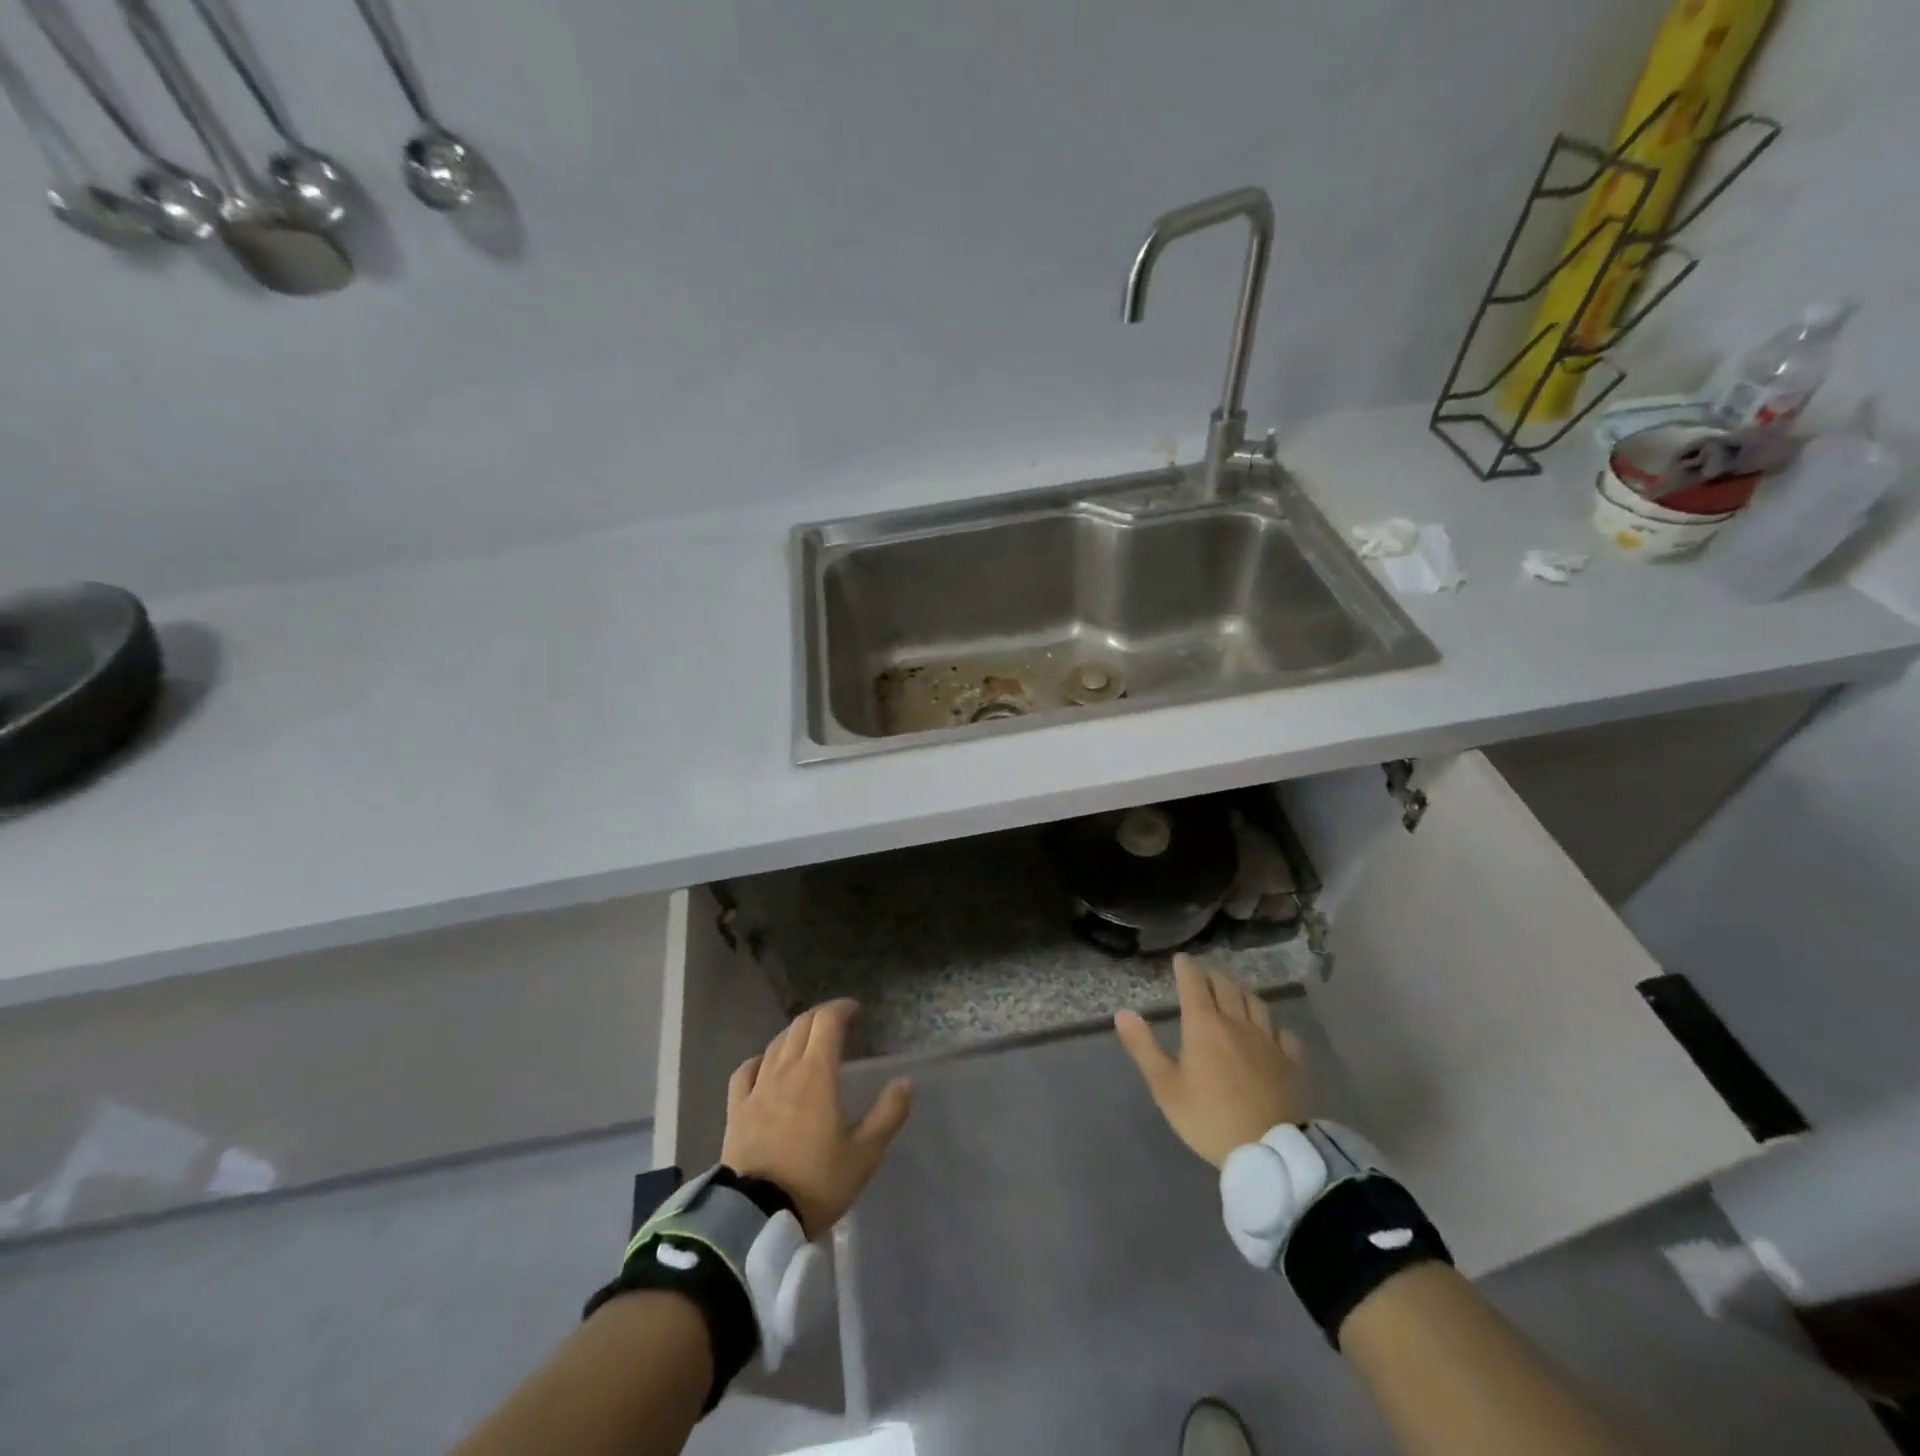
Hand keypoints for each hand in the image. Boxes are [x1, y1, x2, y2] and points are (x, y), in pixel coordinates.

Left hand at [720, 999, 912, 1237]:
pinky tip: (765, 1065)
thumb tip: (905, 1082)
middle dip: (821, 1017)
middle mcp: (785, 1070)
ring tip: (808, 1042)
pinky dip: (761, 1059)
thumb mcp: (864, 1154)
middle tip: (837, 1024)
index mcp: (817, 1073)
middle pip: (801, 1026)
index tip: (856, 1011)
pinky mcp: (736, 1110)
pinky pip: (746, 1070)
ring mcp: (756, 1088)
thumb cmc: (816, 1182)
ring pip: (776, 1044)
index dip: (842, 1009)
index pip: (827, 1022)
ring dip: (795, 1034)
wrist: (755, 1219)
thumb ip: (888, 1114)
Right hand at [1115, 956, 1309, 1167]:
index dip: (1186, 968)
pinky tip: (1271, 1030)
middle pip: (1226, 987)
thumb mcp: (1166, 1088)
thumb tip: (1123, 1012)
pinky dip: (1272, 1023)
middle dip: (1212, 976)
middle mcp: (1237, 1023)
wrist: (1271, 1152)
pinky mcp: (1293, 1061)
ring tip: (1234, 991)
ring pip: (1255, 1003)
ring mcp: (1269, 1041)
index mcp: (1204, 1026)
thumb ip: (1144, 1048)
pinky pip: (1283, 1031)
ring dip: (1241, 991)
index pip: (1194, 984)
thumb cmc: (1209, 1119)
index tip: (1181, 959)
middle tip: (1204, 973)